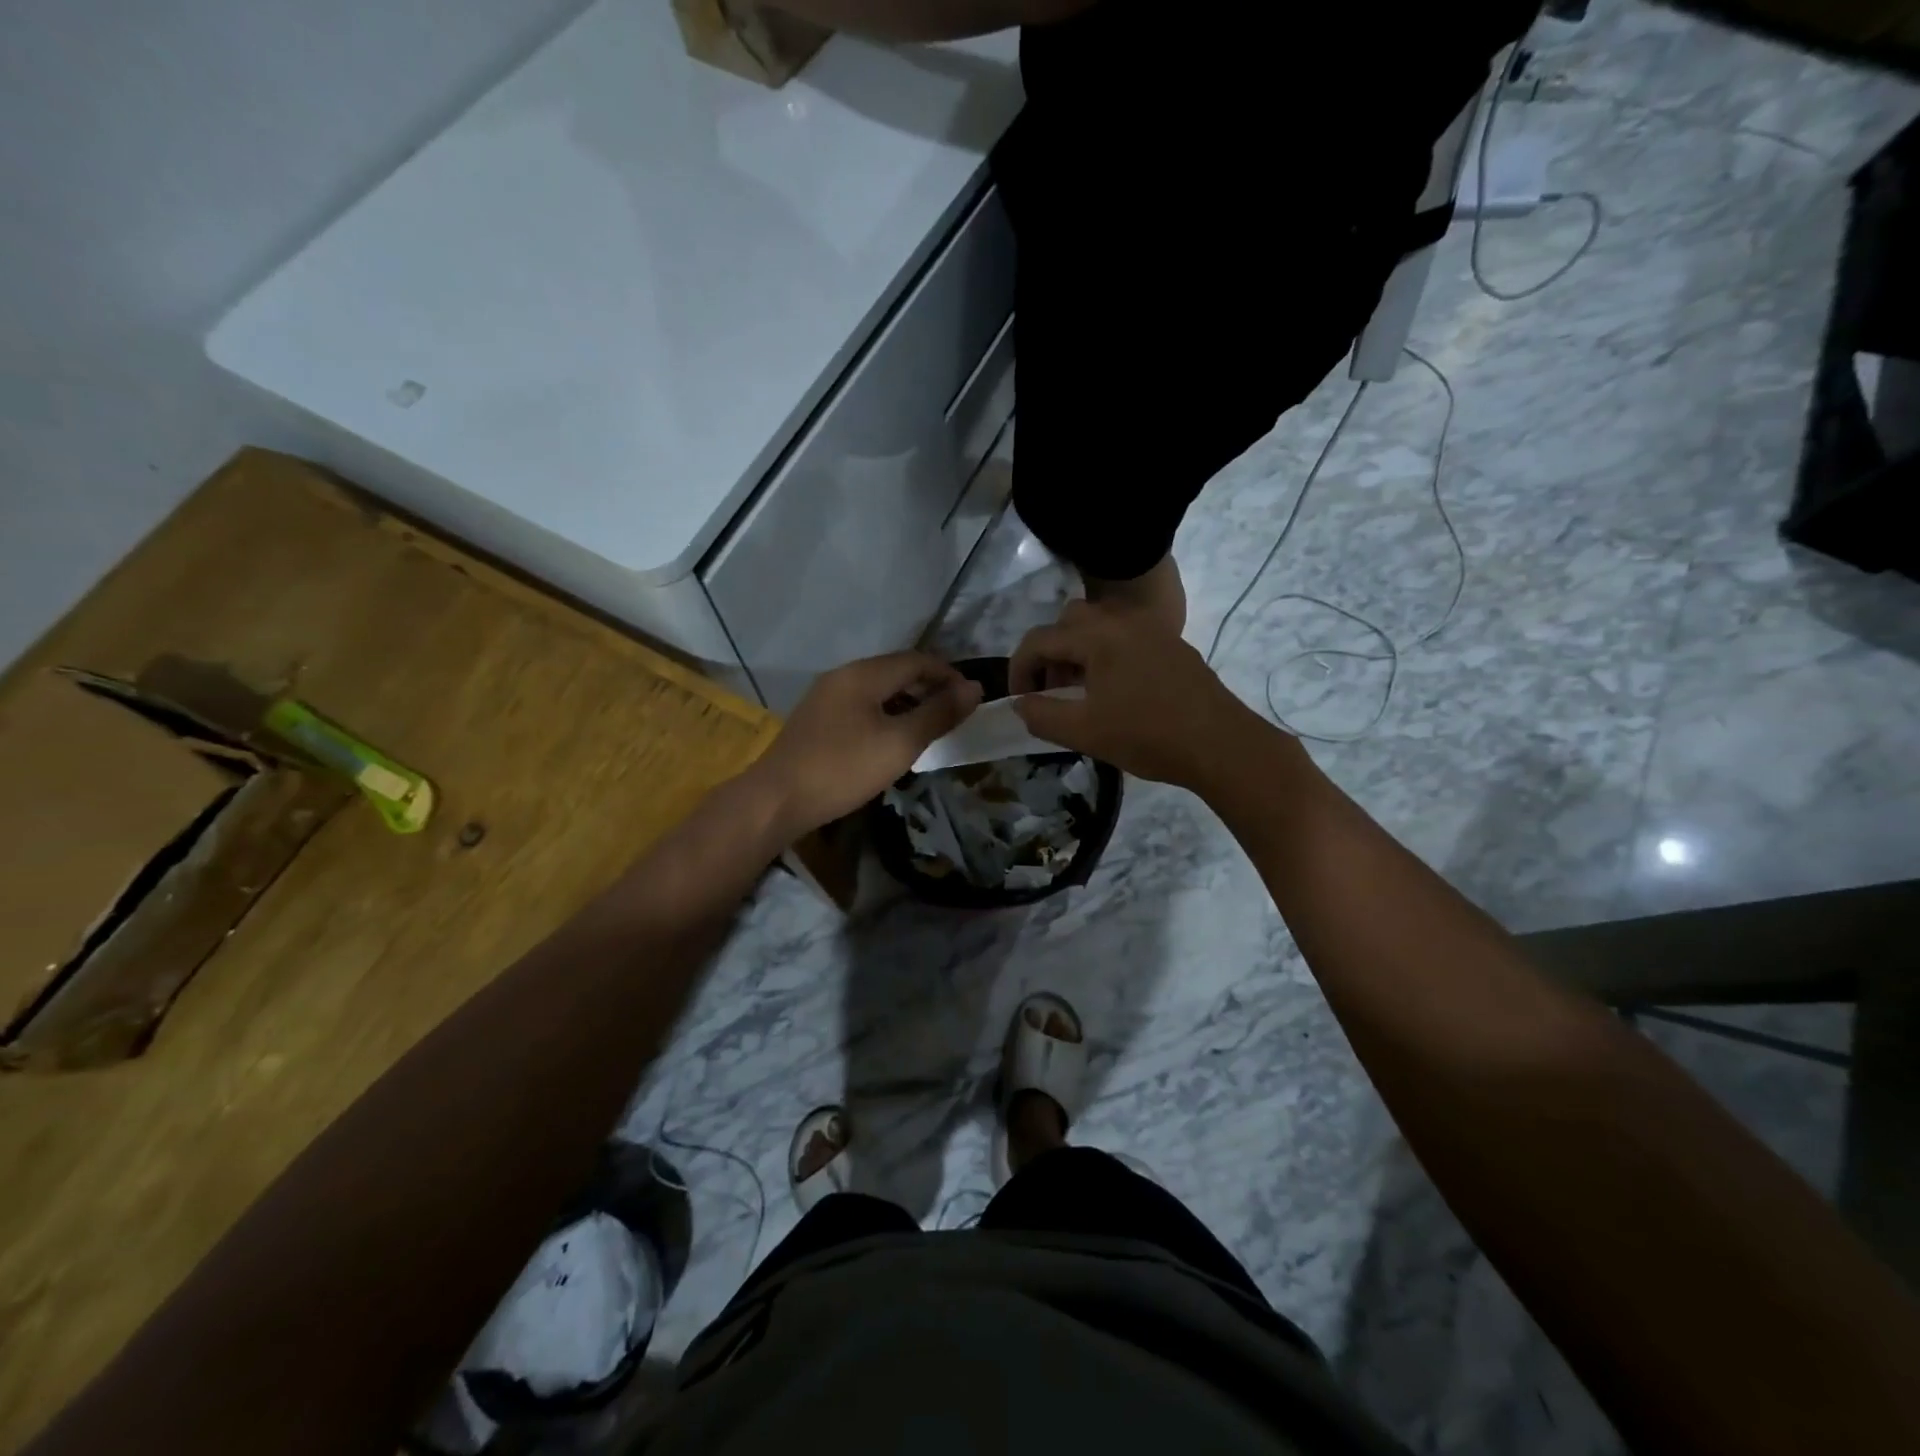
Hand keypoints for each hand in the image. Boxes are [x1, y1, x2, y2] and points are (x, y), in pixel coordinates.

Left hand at [750, 652, 982, 836]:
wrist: (776, 799)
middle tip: (954, 715)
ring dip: (908, 701)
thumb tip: (974, 689)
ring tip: (929, 728)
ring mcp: (826, 696)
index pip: (917, 660)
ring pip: (878, 689)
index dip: (949, 675)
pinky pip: (861, 705)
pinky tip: (892, 739)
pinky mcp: (817, 719)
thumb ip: (938, 714)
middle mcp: (843, 675)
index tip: (972, 700)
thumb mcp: (900, 743)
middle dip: (929, 687)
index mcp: (864, 673)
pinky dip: (886, 713)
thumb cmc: (843, 769)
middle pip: (896, 670)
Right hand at [1009, 600, 1263, 788]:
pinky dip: (1106, 654)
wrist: (1222, 745)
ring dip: (1078, 653)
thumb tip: (1020, 703)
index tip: (1019, 700)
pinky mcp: (1171, 644)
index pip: (1039, 639)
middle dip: (1050, 654)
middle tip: (1050, 691)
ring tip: (1080, 693)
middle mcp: (1123, 620)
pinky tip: (1115, 692)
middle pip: (1068, 622)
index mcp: (1098, 635)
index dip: (1019, 669)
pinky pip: (1125, 636)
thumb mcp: (1084, 732)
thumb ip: (1041, 715)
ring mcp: (1151, 629)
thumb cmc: (1148, 736)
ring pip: (1098, 626)